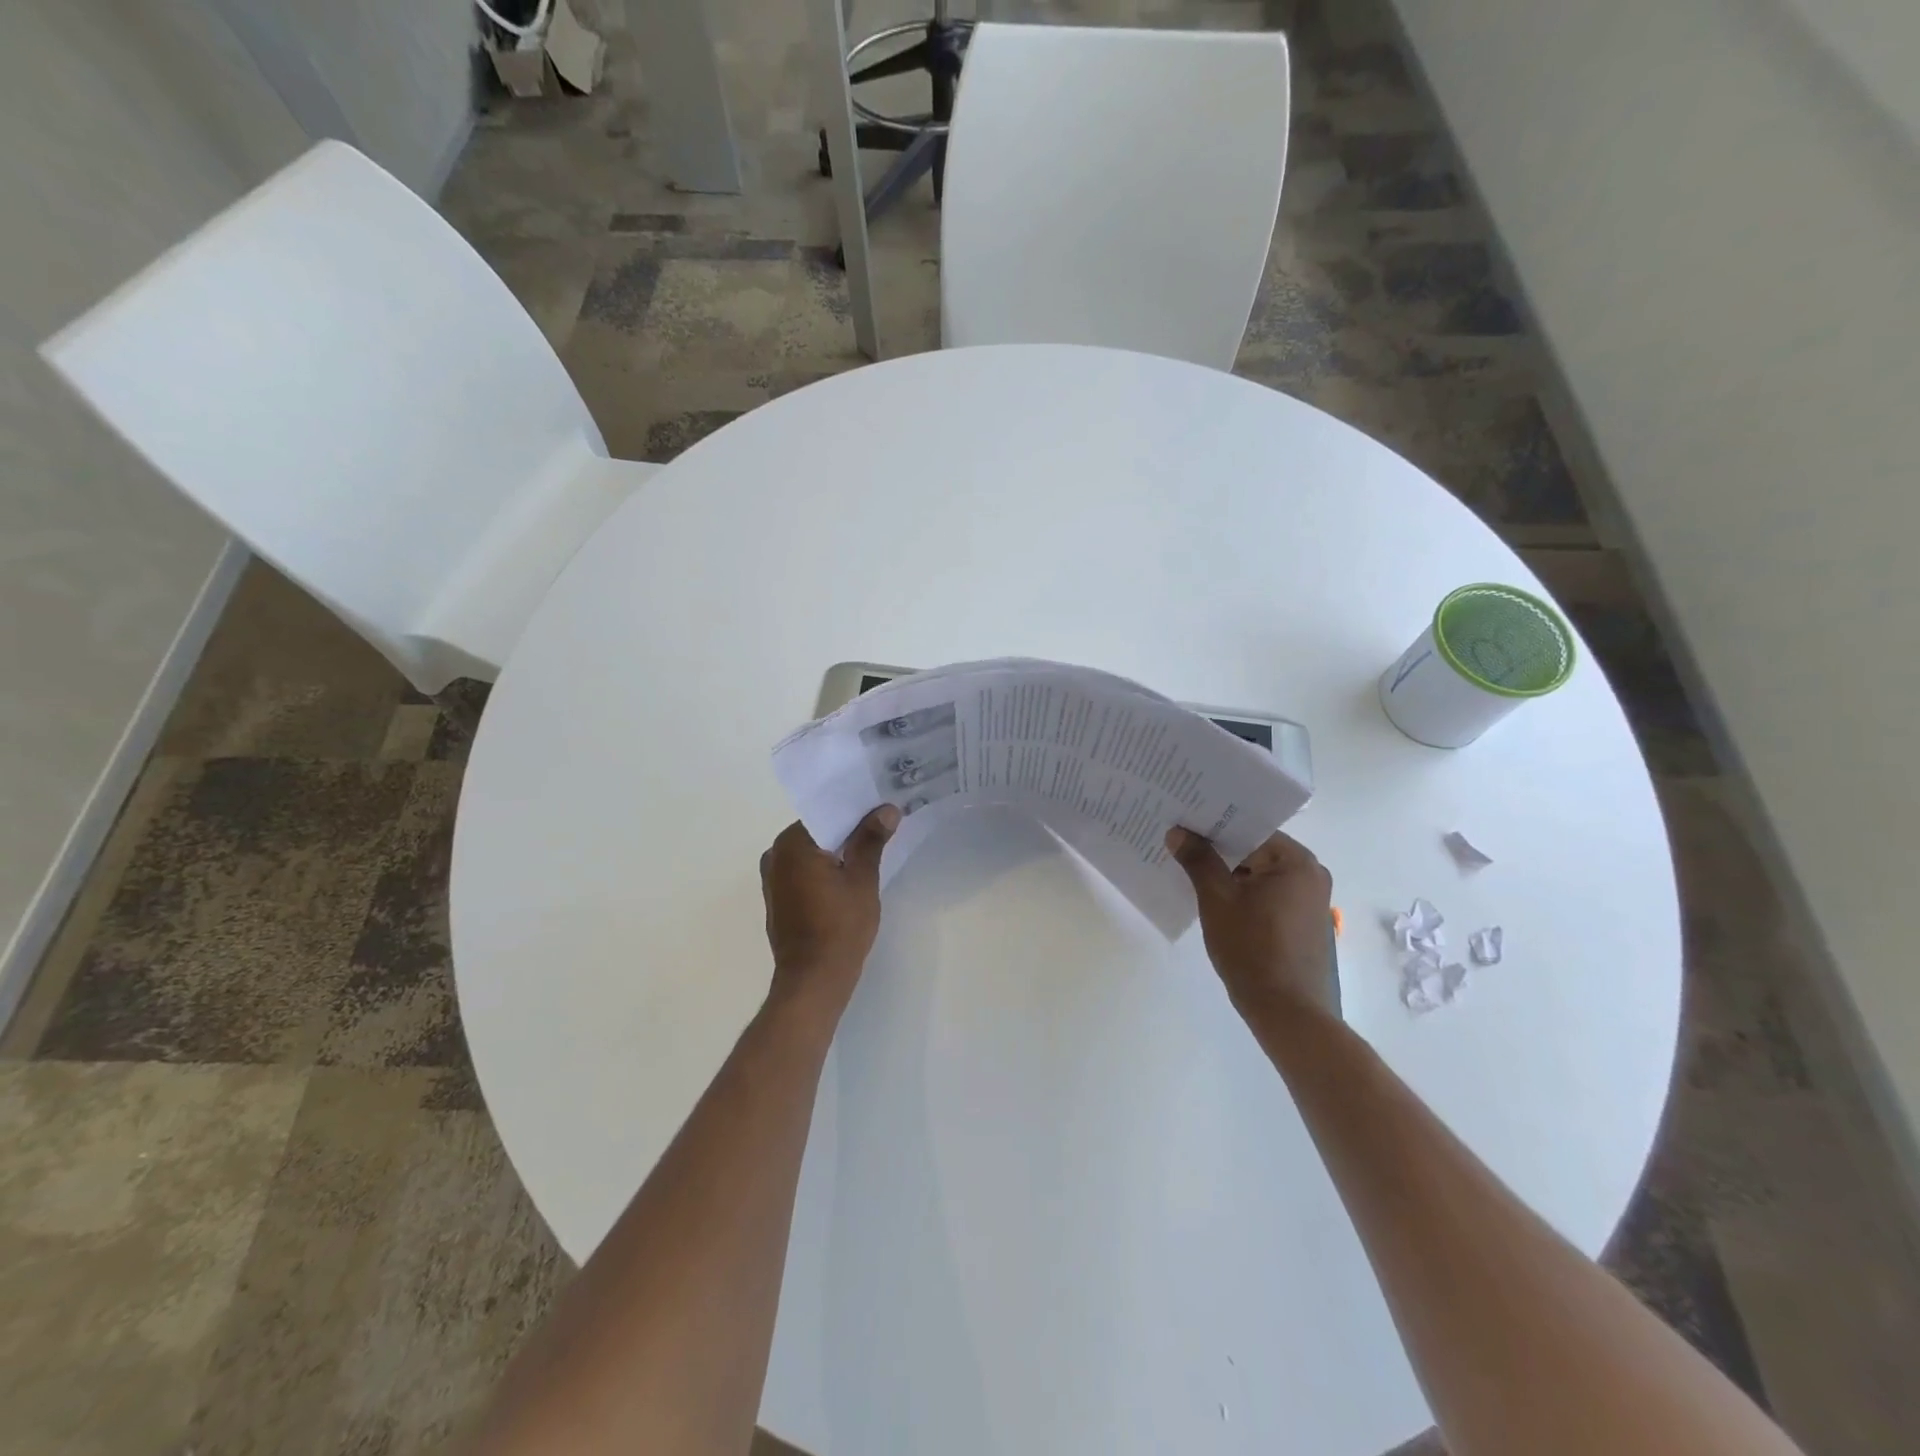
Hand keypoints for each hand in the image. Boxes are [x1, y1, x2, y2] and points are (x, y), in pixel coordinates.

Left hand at [760, 806, 899, 1021]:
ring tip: (872, 848)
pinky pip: (805, 872)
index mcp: (792, 844)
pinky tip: (850, 876)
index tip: (881, 808)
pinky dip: (825, 870)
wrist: (813, 981)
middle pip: (818, 832)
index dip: (855, 809)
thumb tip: (886, 809)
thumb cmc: (839, 927)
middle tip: (883, 825)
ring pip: (812, 853)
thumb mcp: (862, 879)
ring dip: (837, 851)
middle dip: (848, 830)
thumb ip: (871, 840)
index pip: (826, 812)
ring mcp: (773, 879)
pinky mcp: (779, 899)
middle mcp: (775, 855)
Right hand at [1167, 827, 1336, 1024]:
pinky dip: (1243, 895)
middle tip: (1180, 844)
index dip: (1215, 827)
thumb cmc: (1252, 948)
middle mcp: (1311, 875)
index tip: (1184, 824)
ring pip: (1259, 875)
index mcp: (1297, 862)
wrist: (1287, 1012)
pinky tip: (1213, 900)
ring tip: (1189, 869)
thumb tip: (1178, 832)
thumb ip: (1198, 860)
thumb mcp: (1217, 900)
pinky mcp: (1303, 924)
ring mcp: (1310, 901)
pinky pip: (1267, 896)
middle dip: (1219, 851)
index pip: (1251, 830)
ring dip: (1229, 875)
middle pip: (1256, 851)